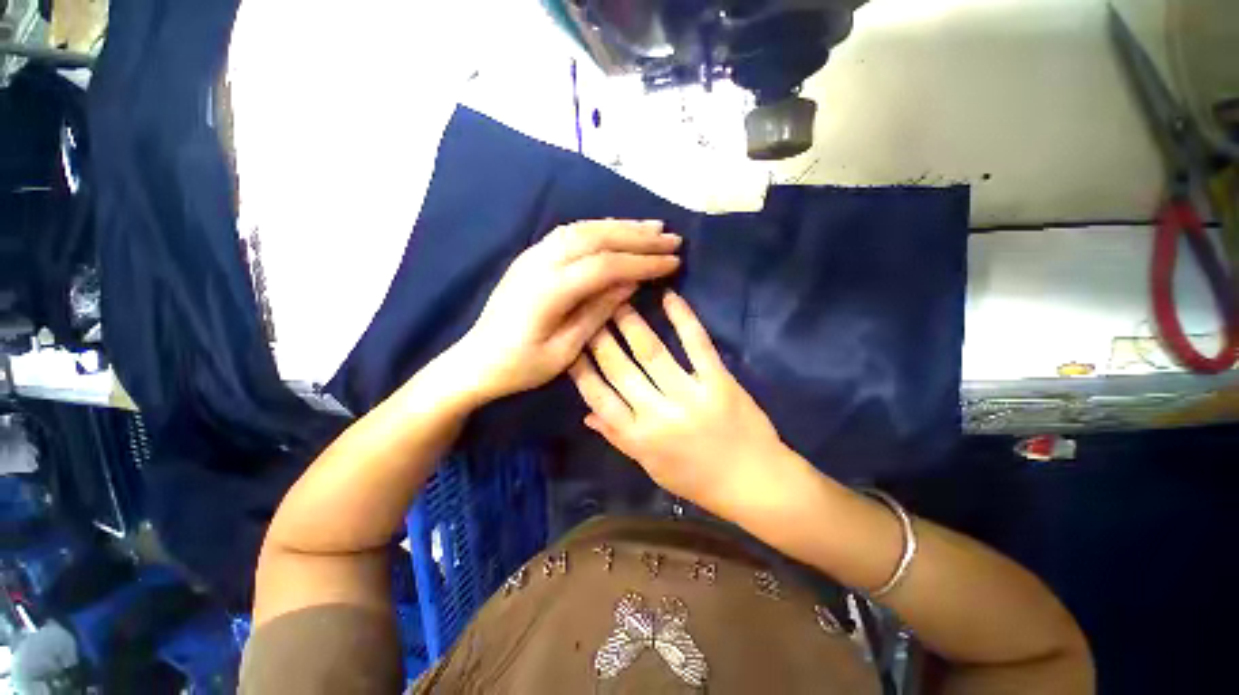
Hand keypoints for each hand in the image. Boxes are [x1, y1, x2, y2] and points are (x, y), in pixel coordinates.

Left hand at [455, 219, 680, 402]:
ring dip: (621, 226)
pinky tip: (615, 231)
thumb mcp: (564, 351)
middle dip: (639, 237)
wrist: (474, 362)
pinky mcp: (530, 257)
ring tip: (652, 228)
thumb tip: (631, 283)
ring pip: (584, 229)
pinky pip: (570, 233)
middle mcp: (541, 262)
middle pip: (597, 238)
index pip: (607, 265)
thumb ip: (597, 312)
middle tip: (672, 238)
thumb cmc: (519, 366)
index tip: (673, 262)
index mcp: (550, 290)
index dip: (642, 262)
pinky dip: (598, 228)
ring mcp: (533, 255)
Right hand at [568, 291, 793, 516]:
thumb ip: (619, 439)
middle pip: (620, 369)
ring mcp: (690, 396)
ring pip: (651, 352)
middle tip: (589, 311)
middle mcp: (658, 415)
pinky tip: (669, 297)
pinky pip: (697, 345)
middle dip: (600, 337)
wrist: (754, 484)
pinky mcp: (719, 382)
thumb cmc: (697, 480)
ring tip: (618, 300)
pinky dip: (683, 319)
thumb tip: (587, 416)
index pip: (599, 397)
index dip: (582, 369)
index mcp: (639, 438)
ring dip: (631, 323)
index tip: (571, 345)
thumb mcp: (651, 467)